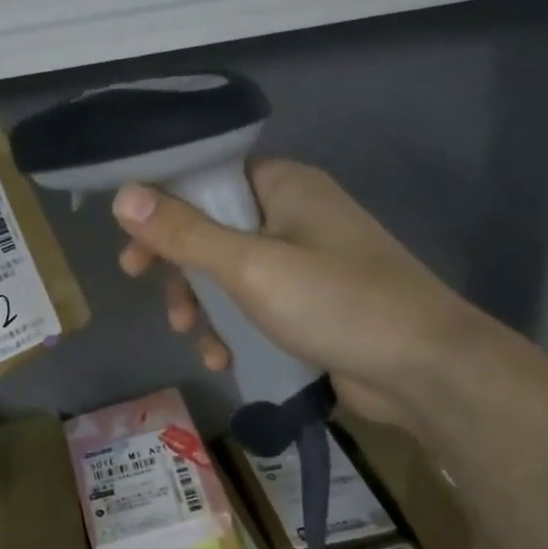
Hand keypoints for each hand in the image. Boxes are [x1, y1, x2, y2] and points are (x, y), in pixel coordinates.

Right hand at [112, 159, 492, 429]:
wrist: (425, 370)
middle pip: (212, 228)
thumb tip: (122, 196)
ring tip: (193, 335)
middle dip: (180, 266)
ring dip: (203, 304)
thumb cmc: (336, 302)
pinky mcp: (310, 305)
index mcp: (285, 187)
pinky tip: (223, 357)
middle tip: (149, 289)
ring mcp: (304, 263)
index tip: (132, 242)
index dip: (164, 206)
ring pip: (229, 273)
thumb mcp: (250, 266)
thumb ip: (184, 233)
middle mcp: (293, 216)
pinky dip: (233, 328)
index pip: (208, 178)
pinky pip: (254, 306)